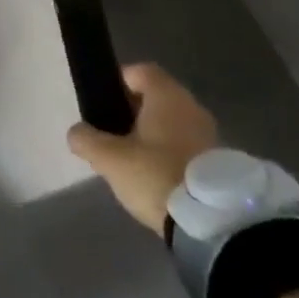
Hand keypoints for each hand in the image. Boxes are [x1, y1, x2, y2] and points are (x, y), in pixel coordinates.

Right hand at [67, 63, 217, 233]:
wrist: (216, 225)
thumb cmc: (157, 175)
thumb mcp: (110, 159)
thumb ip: (87, 141)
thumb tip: (76, 133)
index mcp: (167, 96)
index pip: (140, 71)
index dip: (119, 82)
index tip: (104, 104)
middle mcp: (192, 107)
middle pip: (157, 99)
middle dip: (135, 114)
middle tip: (115, 136)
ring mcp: (211, 136)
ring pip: (174, 125)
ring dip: (155, 137)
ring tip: (135, 163)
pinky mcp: (221, 165)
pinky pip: (188, 148)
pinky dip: (173, 157)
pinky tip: (159, 180)